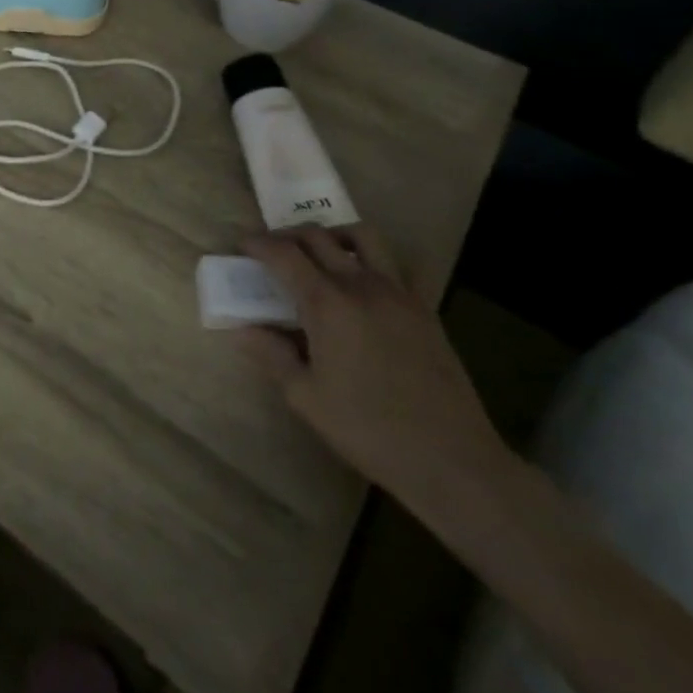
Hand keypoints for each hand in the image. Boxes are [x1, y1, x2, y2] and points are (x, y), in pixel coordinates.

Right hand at [240, 224, 511, 507]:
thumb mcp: (306, 397)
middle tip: (272, 249)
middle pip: (319, 237)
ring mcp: (398, 292)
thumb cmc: (368, 429)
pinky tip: (364, 282)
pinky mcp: (423, 308)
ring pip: (362, 236)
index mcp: (327, 304)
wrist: (450, 458)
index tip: (243, 244)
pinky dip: (372, 258)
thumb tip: (244, 329)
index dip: (259, 244)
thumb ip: (272, 355)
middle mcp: (361, 285)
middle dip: (288, 235)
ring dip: (333, 234)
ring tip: (320, 253)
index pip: (284, 254)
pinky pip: (396, 264)